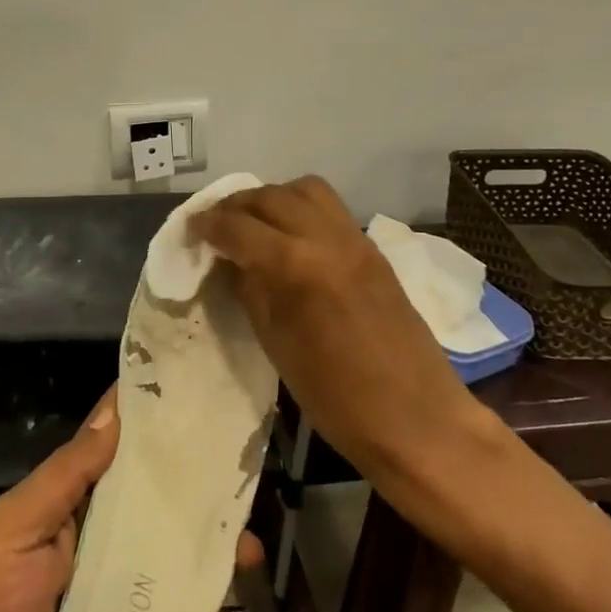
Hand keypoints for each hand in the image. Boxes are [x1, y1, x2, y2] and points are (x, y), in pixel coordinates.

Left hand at [0, 388, 262, 611]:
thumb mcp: (18, 527)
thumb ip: (65, 476)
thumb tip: (114, 414)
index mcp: (74, 507)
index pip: (120, 457)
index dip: (157, 434)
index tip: (204, 412)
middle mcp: (101, 545)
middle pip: (160, 514)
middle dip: (202, 506)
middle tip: (245, 504)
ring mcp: (116, 601)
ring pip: (175, 572)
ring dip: (210, 567)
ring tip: (245, 564)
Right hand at [192, 176, 484, 483]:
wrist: (419, 421)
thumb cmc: (338, 399)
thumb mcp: (277, 346)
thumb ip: (251, 291)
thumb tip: (230, 261)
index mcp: (296, 267)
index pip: (239, 227)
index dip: (208, 224)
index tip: (191, 229)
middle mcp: (326, 239)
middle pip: (270, 197)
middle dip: (236, 205)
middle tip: (216, 224)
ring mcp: (355, 240)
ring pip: (305, 190)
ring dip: (272, 198)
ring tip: (255, 222)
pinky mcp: (373, 249)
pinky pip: (330, 209)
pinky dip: (301, 209)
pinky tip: (290, 236)